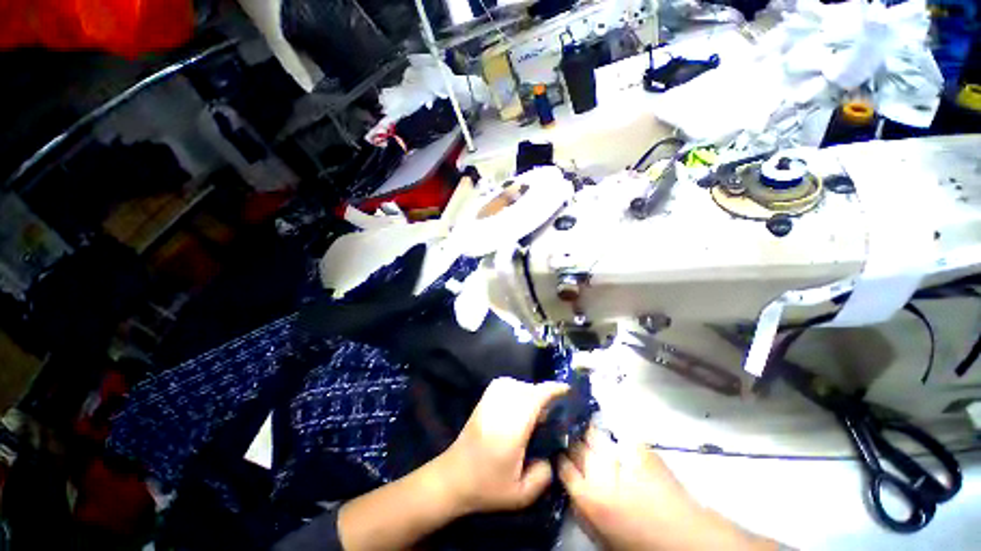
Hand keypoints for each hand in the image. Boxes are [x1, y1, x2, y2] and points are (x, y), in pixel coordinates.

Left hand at [434, 377, 567, 514]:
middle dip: (543, 393)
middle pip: (526, 389)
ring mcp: (488, 403)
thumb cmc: (487, 487)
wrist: (453, 478)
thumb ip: (543, 476)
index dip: (552, 390)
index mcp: (512, 430)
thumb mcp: (521, 495)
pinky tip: (518, 401)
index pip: (534, 399)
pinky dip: (514, 387)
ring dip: (528, 390)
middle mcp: (500, 410)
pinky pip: (501, 384)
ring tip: (535, 406)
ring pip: (514, 383)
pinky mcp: (482, 401)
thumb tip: (551, 455)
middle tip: (553, 408)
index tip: (567, 390)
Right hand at [558, 430, 775, 550]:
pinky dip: (615, 437)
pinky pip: (618, 436)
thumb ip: (580, 508)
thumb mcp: (600, 535)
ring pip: (593, 433)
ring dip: (588, 432)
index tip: (559, 451)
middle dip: (571, 439)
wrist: (683, 538)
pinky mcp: (638, 448)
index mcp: (587, 496)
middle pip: (575, 444)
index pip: (562, 464)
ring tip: (587, 430)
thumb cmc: (638, 543)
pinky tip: (615, 439)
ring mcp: (618, 456)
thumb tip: (569, 484)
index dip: (559, 456)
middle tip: (571, 437)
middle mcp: (597, 471)